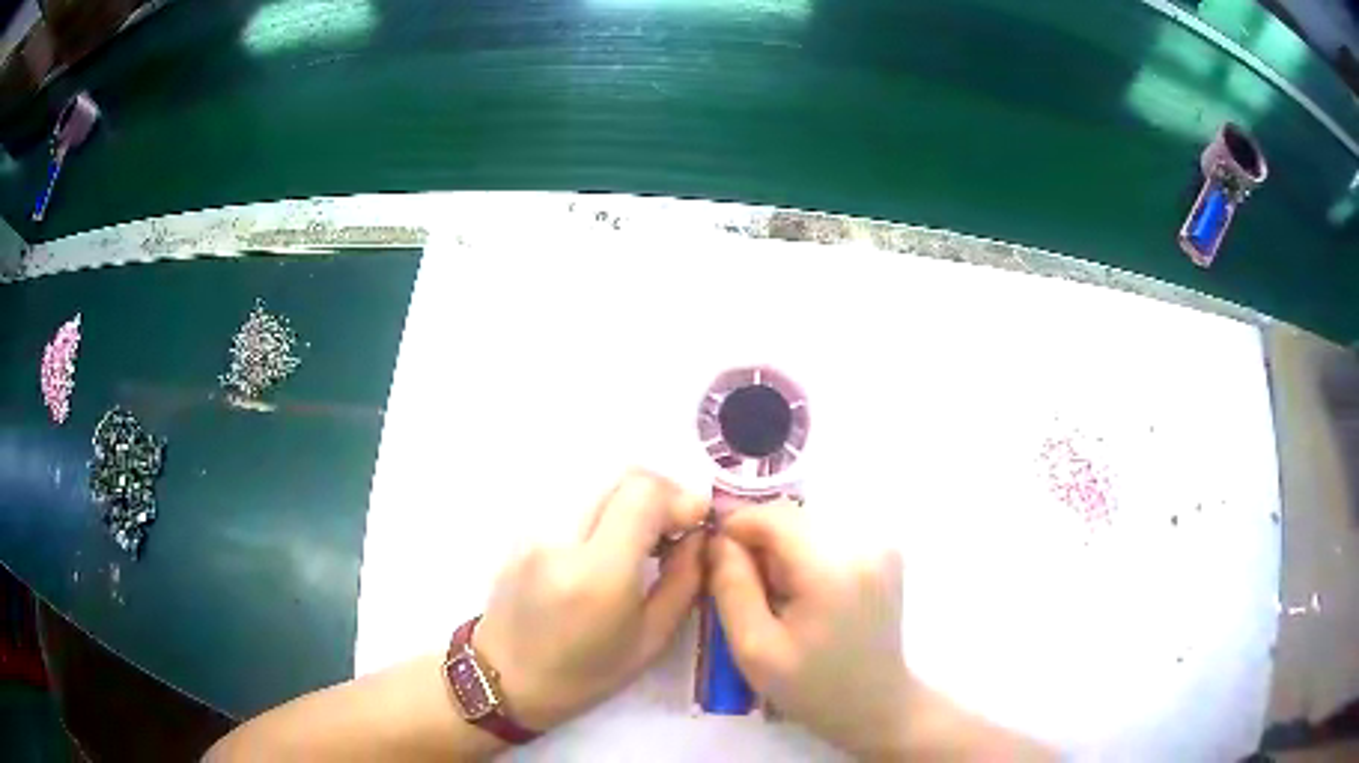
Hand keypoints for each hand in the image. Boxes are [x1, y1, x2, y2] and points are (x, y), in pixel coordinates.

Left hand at [471, 470, 706, 731]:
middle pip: (621, 476)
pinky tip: (609, 542)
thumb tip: (700, 534)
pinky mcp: (522, 527)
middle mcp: (560, 538)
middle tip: (675, 528)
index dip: (679, 497)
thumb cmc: (584, 674)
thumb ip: (684, 580)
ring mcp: (534, 527)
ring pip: (598, 483)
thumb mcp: (651, 640)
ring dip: (631, 499)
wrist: (505, 677)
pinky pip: (574, 498)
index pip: (643, 493)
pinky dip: (603, 508)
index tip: (696, 523)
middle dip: (660, 493)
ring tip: (644, 537)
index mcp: (597, 574)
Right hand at [707, 502, 911, 756]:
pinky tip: (805, 592)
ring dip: (783, 547)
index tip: (714, 556)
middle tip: (744, 585)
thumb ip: (731, 587)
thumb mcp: (754, 649)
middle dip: (759, 541)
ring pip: (809, 523)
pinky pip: (831, 534)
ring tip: (776, 594)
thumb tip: (719, 539)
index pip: (773, 516)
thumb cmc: (812, 687)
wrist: (876, 704)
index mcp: (832, 569)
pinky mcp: (887, 550)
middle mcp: (864, 543)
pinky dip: (808, 552)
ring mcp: (881, 544)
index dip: (736, 527)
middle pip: (792, 517)